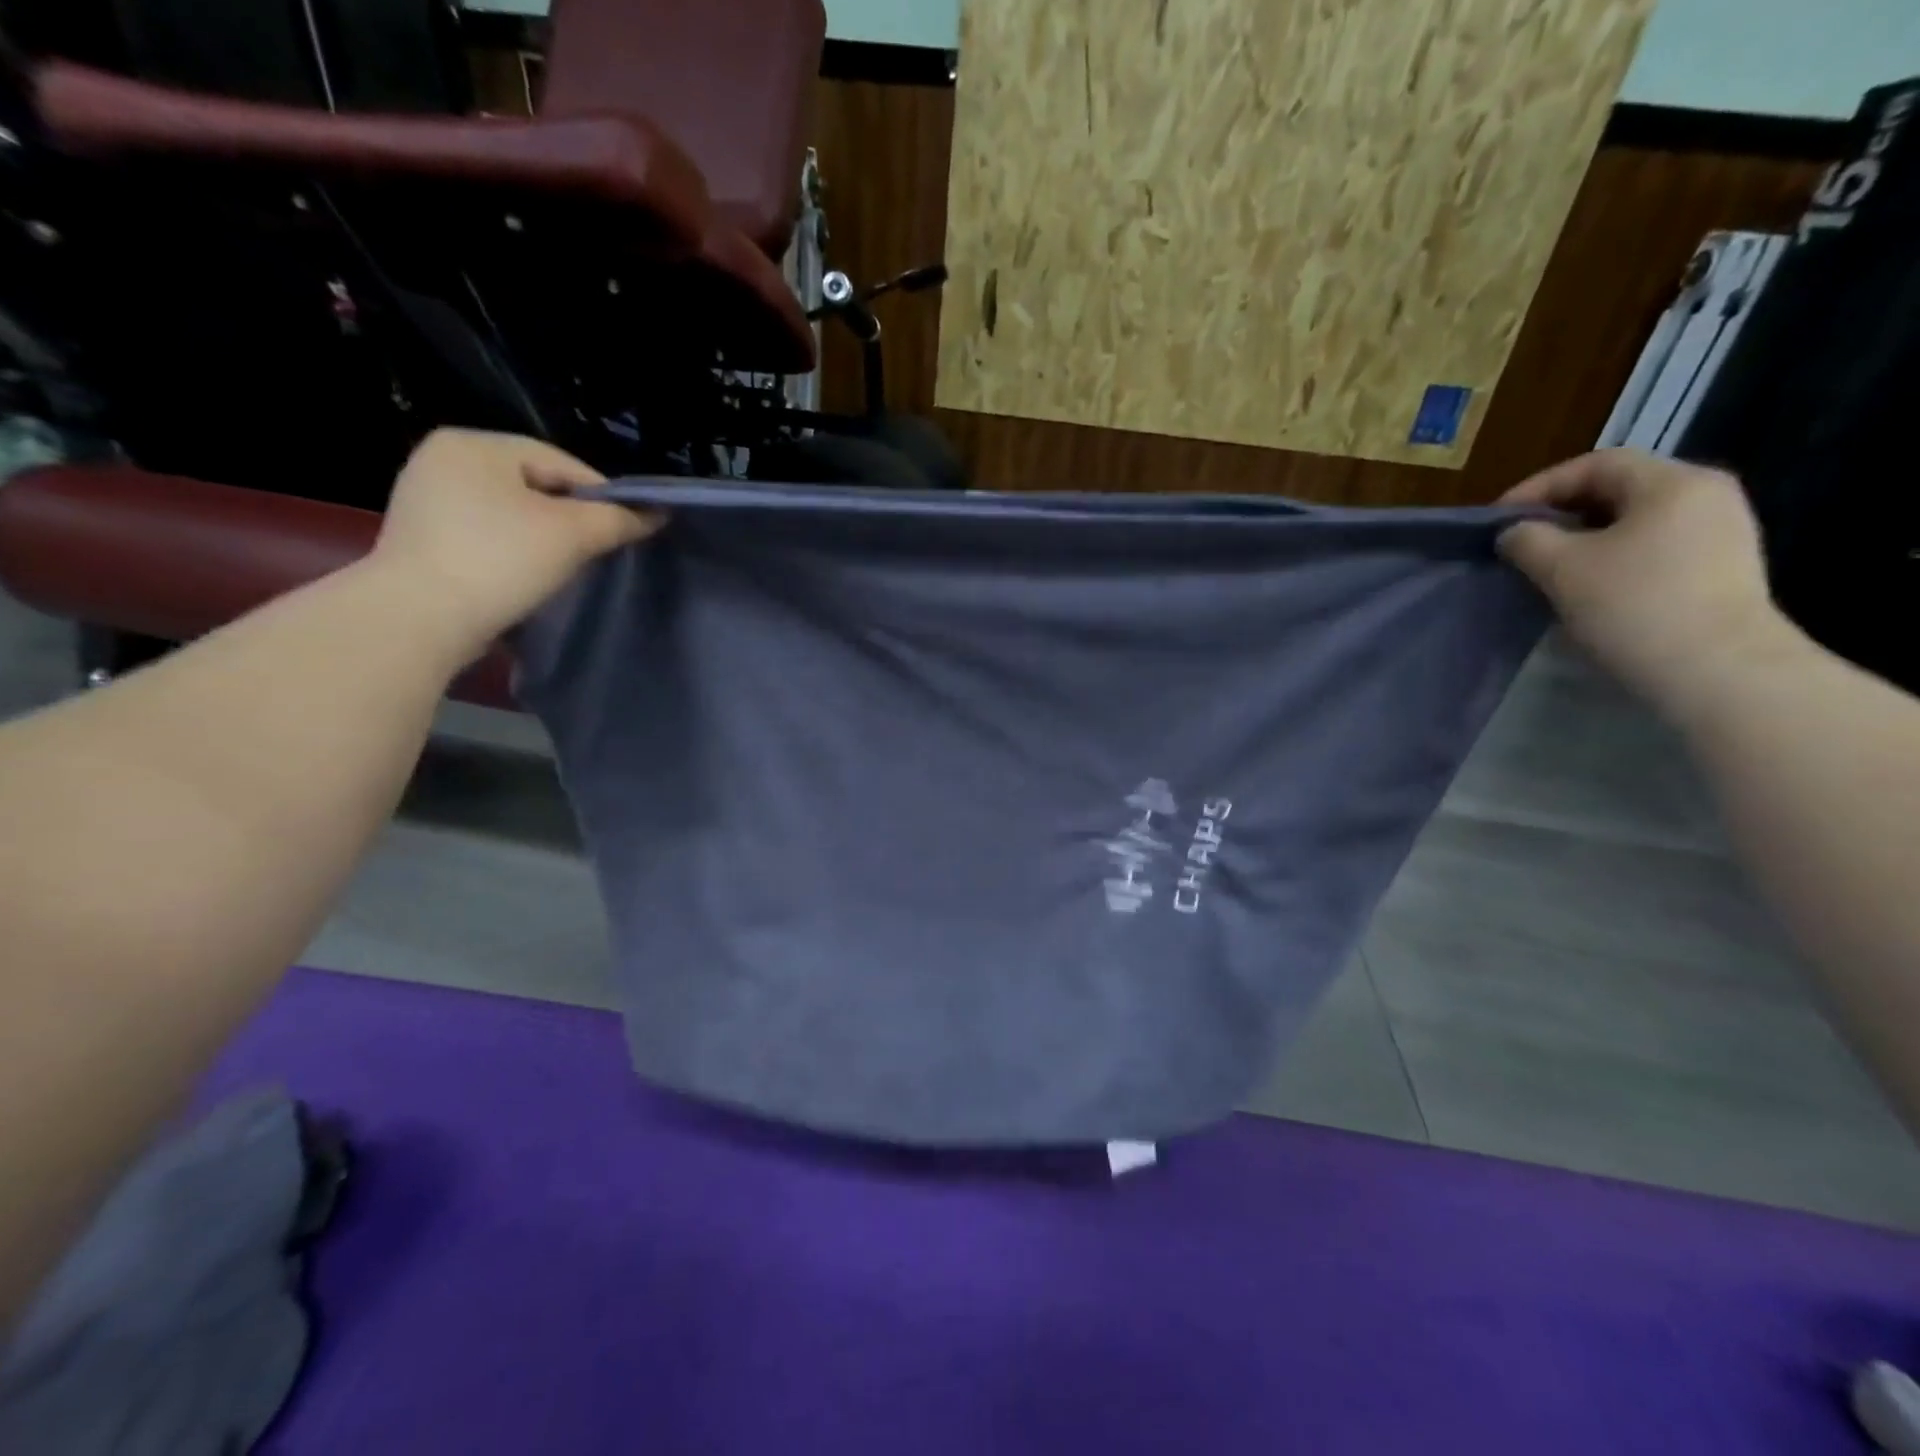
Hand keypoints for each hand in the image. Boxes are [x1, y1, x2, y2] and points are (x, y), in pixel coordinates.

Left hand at [370, 429, 659, 652]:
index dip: (603, 496)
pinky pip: (486, 535)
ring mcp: (426, 500)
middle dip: (572, 518)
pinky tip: (528, 577)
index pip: (561, 463)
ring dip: (545, 537)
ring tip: (568, 568)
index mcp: (474, 444)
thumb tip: (657, 514)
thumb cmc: (499, 561)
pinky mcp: (421, 539)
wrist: (419, 619)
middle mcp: (443, 460)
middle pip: (535, 486)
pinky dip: (513, 552)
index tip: (629, 530)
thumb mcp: (571, 535)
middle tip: (600, 551)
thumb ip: (618, 519)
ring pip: (512, 513)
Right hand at [1497, 450, 1791, 717]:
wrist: (1717, 669)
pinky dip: (1613, 556)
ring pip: (1635, 520)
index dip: (1539, 487)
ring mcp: (1721, 531)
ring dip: (1584, 537)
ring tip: (1547, 565)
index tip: (1499, 520)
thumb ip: (1527, 540)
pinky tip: (1588, 585)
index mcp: (1673, 482)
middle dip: (1562, 512)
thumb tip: (1514, 532)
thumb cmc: (1634, 605)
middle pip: (1619, 489)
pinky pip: (1655, 546)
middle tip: (1520, 541)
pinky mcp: (1721, 567)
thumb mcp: (1562, 568)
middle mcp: (1706, 495)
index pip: (1595, 464)